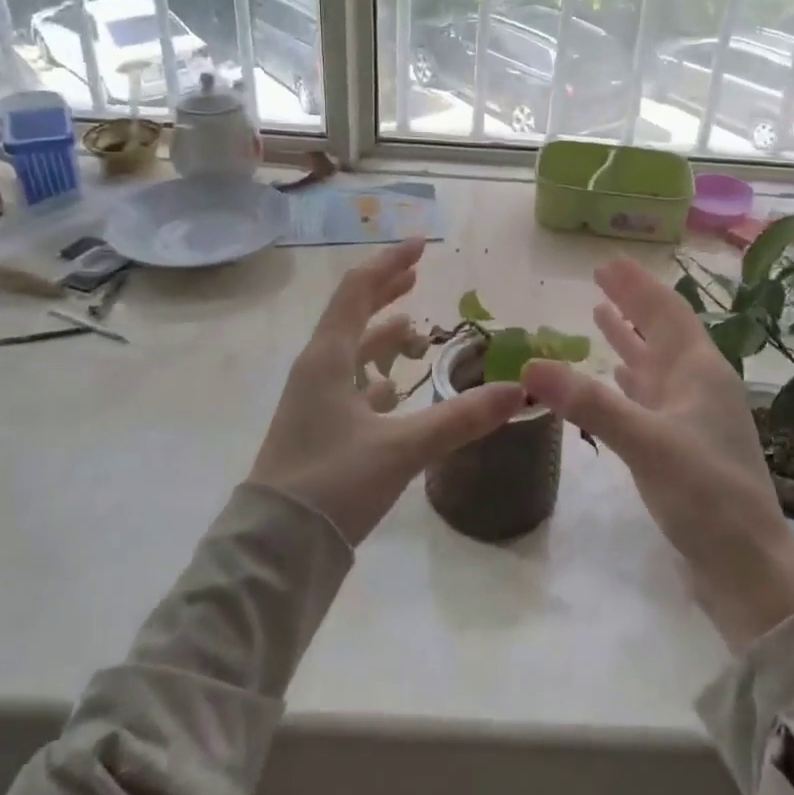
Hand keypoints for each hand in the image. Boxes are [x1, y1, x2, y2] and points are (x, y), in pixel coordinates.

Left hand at [249, 238, 525, 545]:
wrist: (275, 549)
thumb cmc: (332, 484)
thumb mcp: (401, 448)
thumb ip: (460, 418)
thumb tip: (519, 389)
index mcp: (327, 359)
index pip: (358, 292)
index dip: (389, 265)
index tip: (421, 245)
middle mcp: (316, 370)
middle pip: (351, 314)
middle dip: (384, 290)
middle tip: (417, 273)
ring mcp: (312, 401)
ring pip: (350, 351)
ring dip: (380, 334)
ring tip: (412, 327)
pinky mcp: (316, 429)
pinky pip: (348, 385)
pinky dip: (374, 375)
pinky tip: (394, 389)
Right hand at [523, 258, 793, 649]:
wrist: (745, 566)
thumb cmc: (705, 495)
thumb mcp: (646, 443)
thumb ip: (590, 402)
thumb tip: (530, 364)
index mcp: (700, 371)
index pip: (666, 312)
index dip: (637, 285)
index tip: (608, 261)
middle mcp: (698, 385)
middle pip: (661, 331)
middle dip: (632, 303)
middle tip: (599, 278)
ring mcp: (691, 416)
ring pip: (655, 363)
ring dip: (629, 338)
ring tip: (601, 314)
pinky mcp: (681, 444)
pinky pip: (650, 396)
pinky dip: (630, 379)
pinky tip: (615, 375)